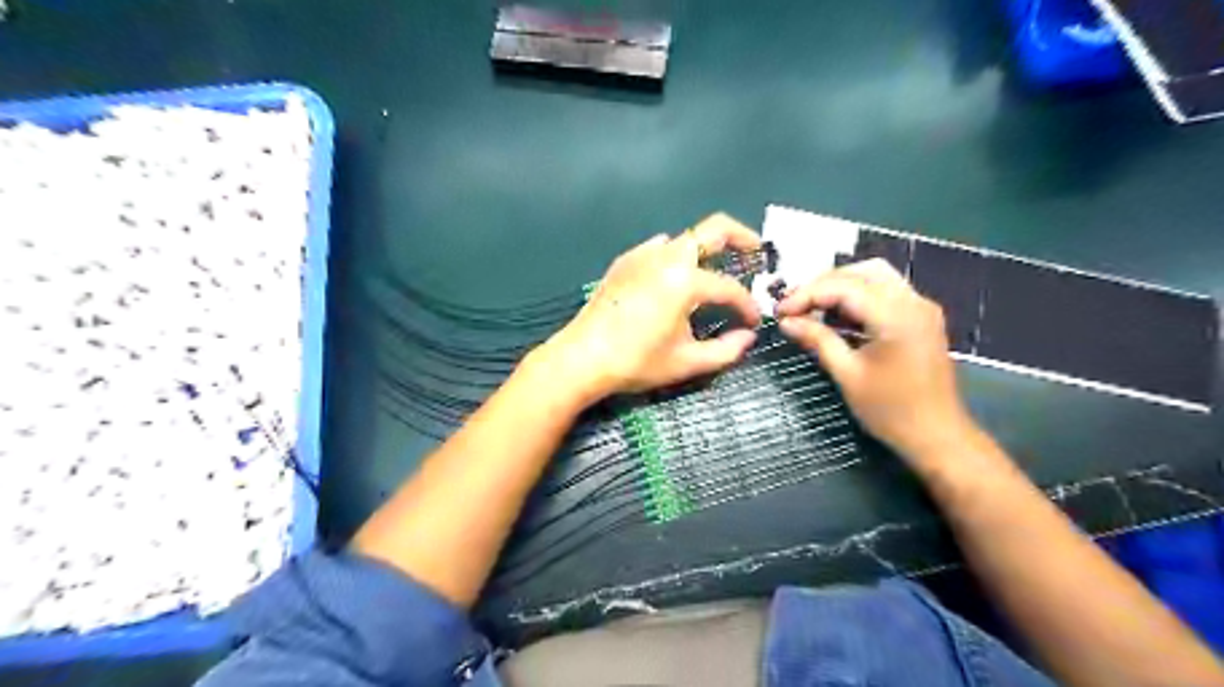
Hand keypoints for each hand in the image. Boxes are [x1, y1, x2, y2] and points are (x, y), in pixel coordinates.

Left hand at [533, 213, 761, 405]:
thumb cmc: (636, 361)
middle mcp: (666, 257)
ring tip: (716, 271)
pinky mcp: (624, 262)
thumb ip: (726, 350)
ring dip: (707, 248)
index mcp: (685, 280)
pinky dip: (676, 255)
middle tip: (756, 253)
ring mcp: (642, 255)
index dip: (747, 305)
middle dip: (741, 237)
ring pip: (685, 238)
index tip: (753, 322)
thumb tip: (747, 336)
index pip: (729, 288)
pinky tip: (674, 278)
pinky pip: (658, 247)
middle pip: (714, 229)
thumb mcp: (686, 362)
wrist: (582, 357)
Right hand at [772, 259, 980, 463]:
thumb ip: (818, 340)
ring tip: (811, 307)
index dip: (806, 295)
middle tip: (793, 306)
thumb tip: (786, 322)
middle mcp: (913, 301)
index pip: (843, 286)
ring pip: (874, 276)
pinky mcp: (921, 317)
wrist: (938, 436)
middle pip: (861, 272)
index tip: (779, 312)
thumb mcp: (847, 375)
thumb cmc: (890, 411)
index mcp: (896, 316)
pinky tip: (837, 315)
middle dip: (822, 284)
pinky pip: (885, 291)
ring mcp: (921, 307)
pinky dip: (858, 296)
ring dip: (840, 286)